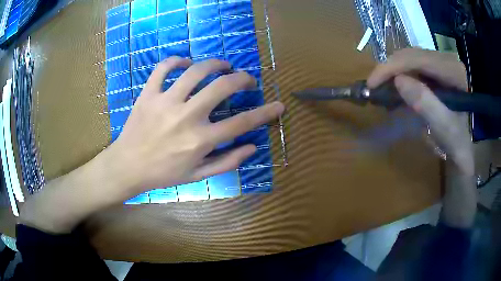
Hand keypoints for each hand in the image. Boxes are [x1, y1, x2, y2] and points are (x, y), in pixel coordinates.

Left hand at [108, 57, 283, 197]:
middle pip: (223, 87)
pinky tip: (185, 63)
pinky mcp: (148, 93)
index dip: (265, 112)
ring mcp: (165, 101)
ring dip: (215, 63)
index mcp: (200, 140)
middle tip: (246, 79)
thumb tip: (252, 147)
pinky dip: (176, 60)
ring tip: (223, 65)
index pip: (242, 123)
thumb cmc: (163, 173)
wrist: (128, 167)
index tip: (279, 105)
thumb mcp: (198, 175)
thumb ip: (227, 161)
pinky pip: (163, 68)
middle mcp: (186, 116)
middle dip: (242, 78)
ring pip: (196, 70)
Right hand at [368, 48, 475, 227]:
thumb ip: (426, 104)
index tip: (372, 83)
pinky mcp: (436, 71)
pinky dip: (400, 76)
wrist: (463, 149)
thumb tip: (398, 81)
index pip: (419, 59)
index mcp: (454, 72)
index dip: (393, 66)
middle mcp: (447, 61)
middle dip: (390, 68)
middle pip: (412, 54)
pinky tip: (395, 88)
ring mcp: (441, 64)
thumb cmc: (457, 143)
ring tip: (382, 87)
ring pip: (411, 58)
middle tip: (374, 86)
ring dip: (394, 71)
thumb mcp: (445, 129)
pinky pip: (413, 67)